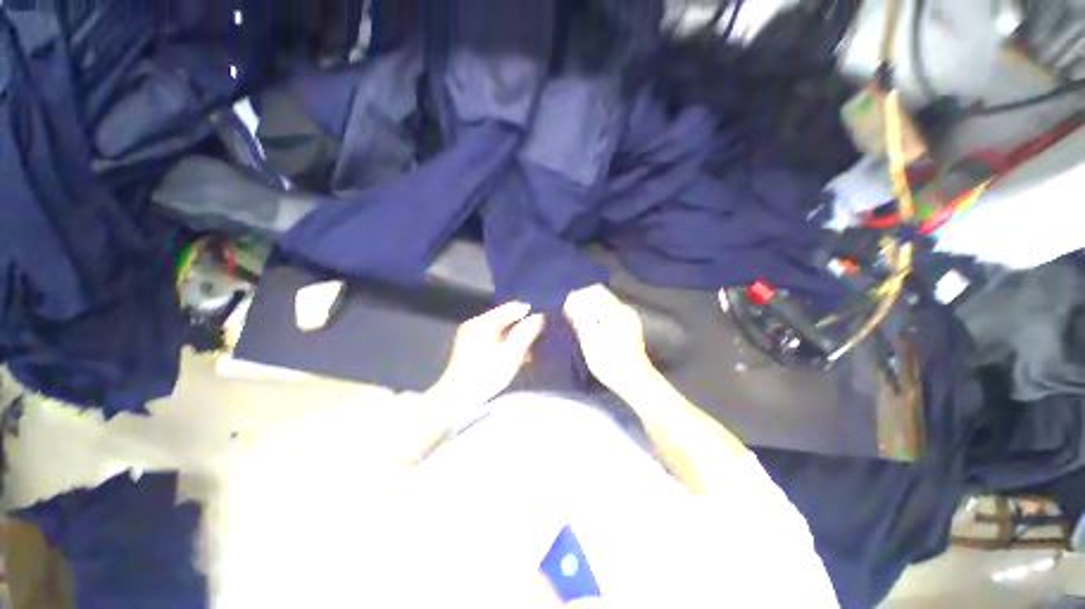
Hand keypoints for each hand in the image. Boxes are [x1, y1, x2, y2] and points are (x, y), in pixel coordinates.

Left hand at [427, 301, 545, 404]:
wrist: (458, 399)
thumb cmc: (485, 376)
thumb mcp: (511, 354)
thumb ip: (526, 333)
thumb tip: (539, 317)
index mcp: (483, 322)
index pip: (512, 307)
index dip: (530, 312)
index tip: (544, 321)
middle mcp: (476, 324)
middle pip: (506, 318)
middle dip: (523, 326)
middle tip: (539, 337)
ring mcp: (472, 335)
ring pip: (501, 329)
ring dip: (516, 337)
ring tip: (531, 349)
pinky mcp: (471, 346)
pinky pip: (494, 338)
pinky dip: (506, 343)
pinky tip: (517, 355)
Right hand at [564, 285, 654, 394]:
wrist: (634, 381)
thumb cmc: (610, 361)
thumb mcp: (590, 339)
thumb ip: (580, 316)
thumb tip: (570, 298)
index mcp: (615, 310)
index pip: (595, 289)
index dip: (579, 294)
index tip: (567, 305)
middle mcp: (624, 309)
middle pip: (600, 296)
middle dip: (584, 303)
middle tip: (570, 315)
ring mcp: (628, 319)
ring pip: (604, 306)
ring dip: (590, 311)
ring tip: (578, 323)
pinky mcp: (629, 328)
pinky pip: (609, 315)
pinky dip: (598, 318)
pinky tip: (591, 331)